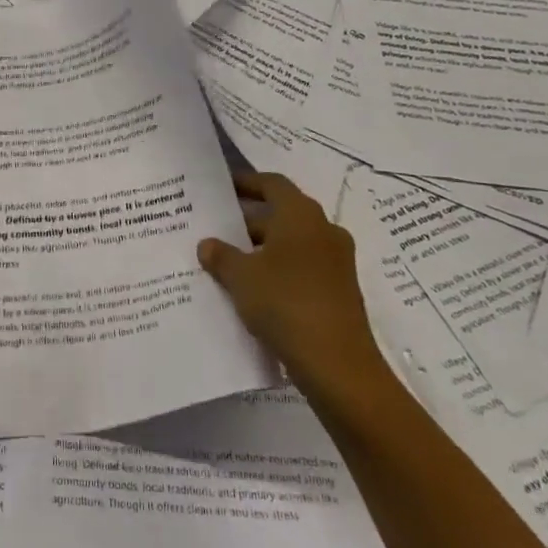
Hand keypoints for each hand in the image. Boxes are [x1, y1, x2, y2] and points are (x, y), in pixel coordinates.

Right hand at [198, 172, 381, 388]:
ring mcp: (336, 263)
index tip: (222, 188)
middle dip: (249, 221)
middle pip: (282, 214)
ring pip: (292, 244)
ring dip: (263, 249)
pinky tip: (253, 292)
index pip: (273, 184)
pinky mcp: (340, 292)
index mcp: (301, 216)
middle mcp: (324, 231)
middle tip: (217, 230)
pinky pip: (303, 269)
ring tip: (229, 263)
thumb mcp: (241, 277)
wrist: (338, 365)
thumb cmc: (285, 303)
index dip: (247, 182)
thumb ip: (221, 256)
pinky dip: (279, 271)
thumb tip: (207, 244)